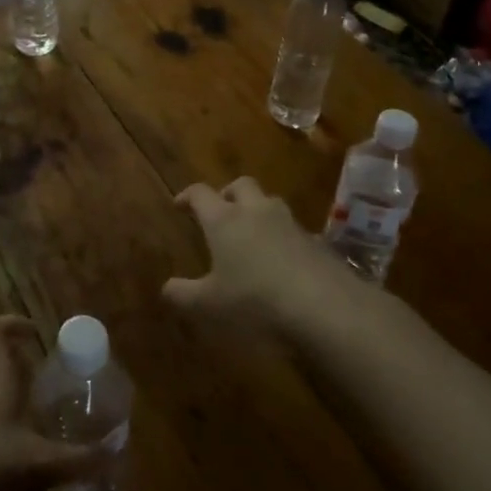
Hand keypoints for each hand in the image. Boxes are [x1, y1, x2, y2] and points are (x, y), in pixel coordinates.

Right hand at [165, 176, 344, 326]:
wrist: (324, 306)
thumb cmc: (255, 300)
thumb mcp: (210, 305)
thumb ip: (184, 295)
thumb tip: (166, 288)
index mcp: (224, 220)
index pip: (201, 193)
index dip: (188, 195)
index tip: (180, 204)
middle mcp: (256, 211)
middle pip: (240, 185)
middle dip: (228, 193)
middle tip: (221, 210)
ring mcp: (290, 223)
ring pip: (270, 202)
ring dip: (259, 211)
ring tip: (253, 235)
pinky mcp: (316, 241)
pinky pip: (294, 230)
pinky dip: (284, 238)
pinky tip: (283, 261)